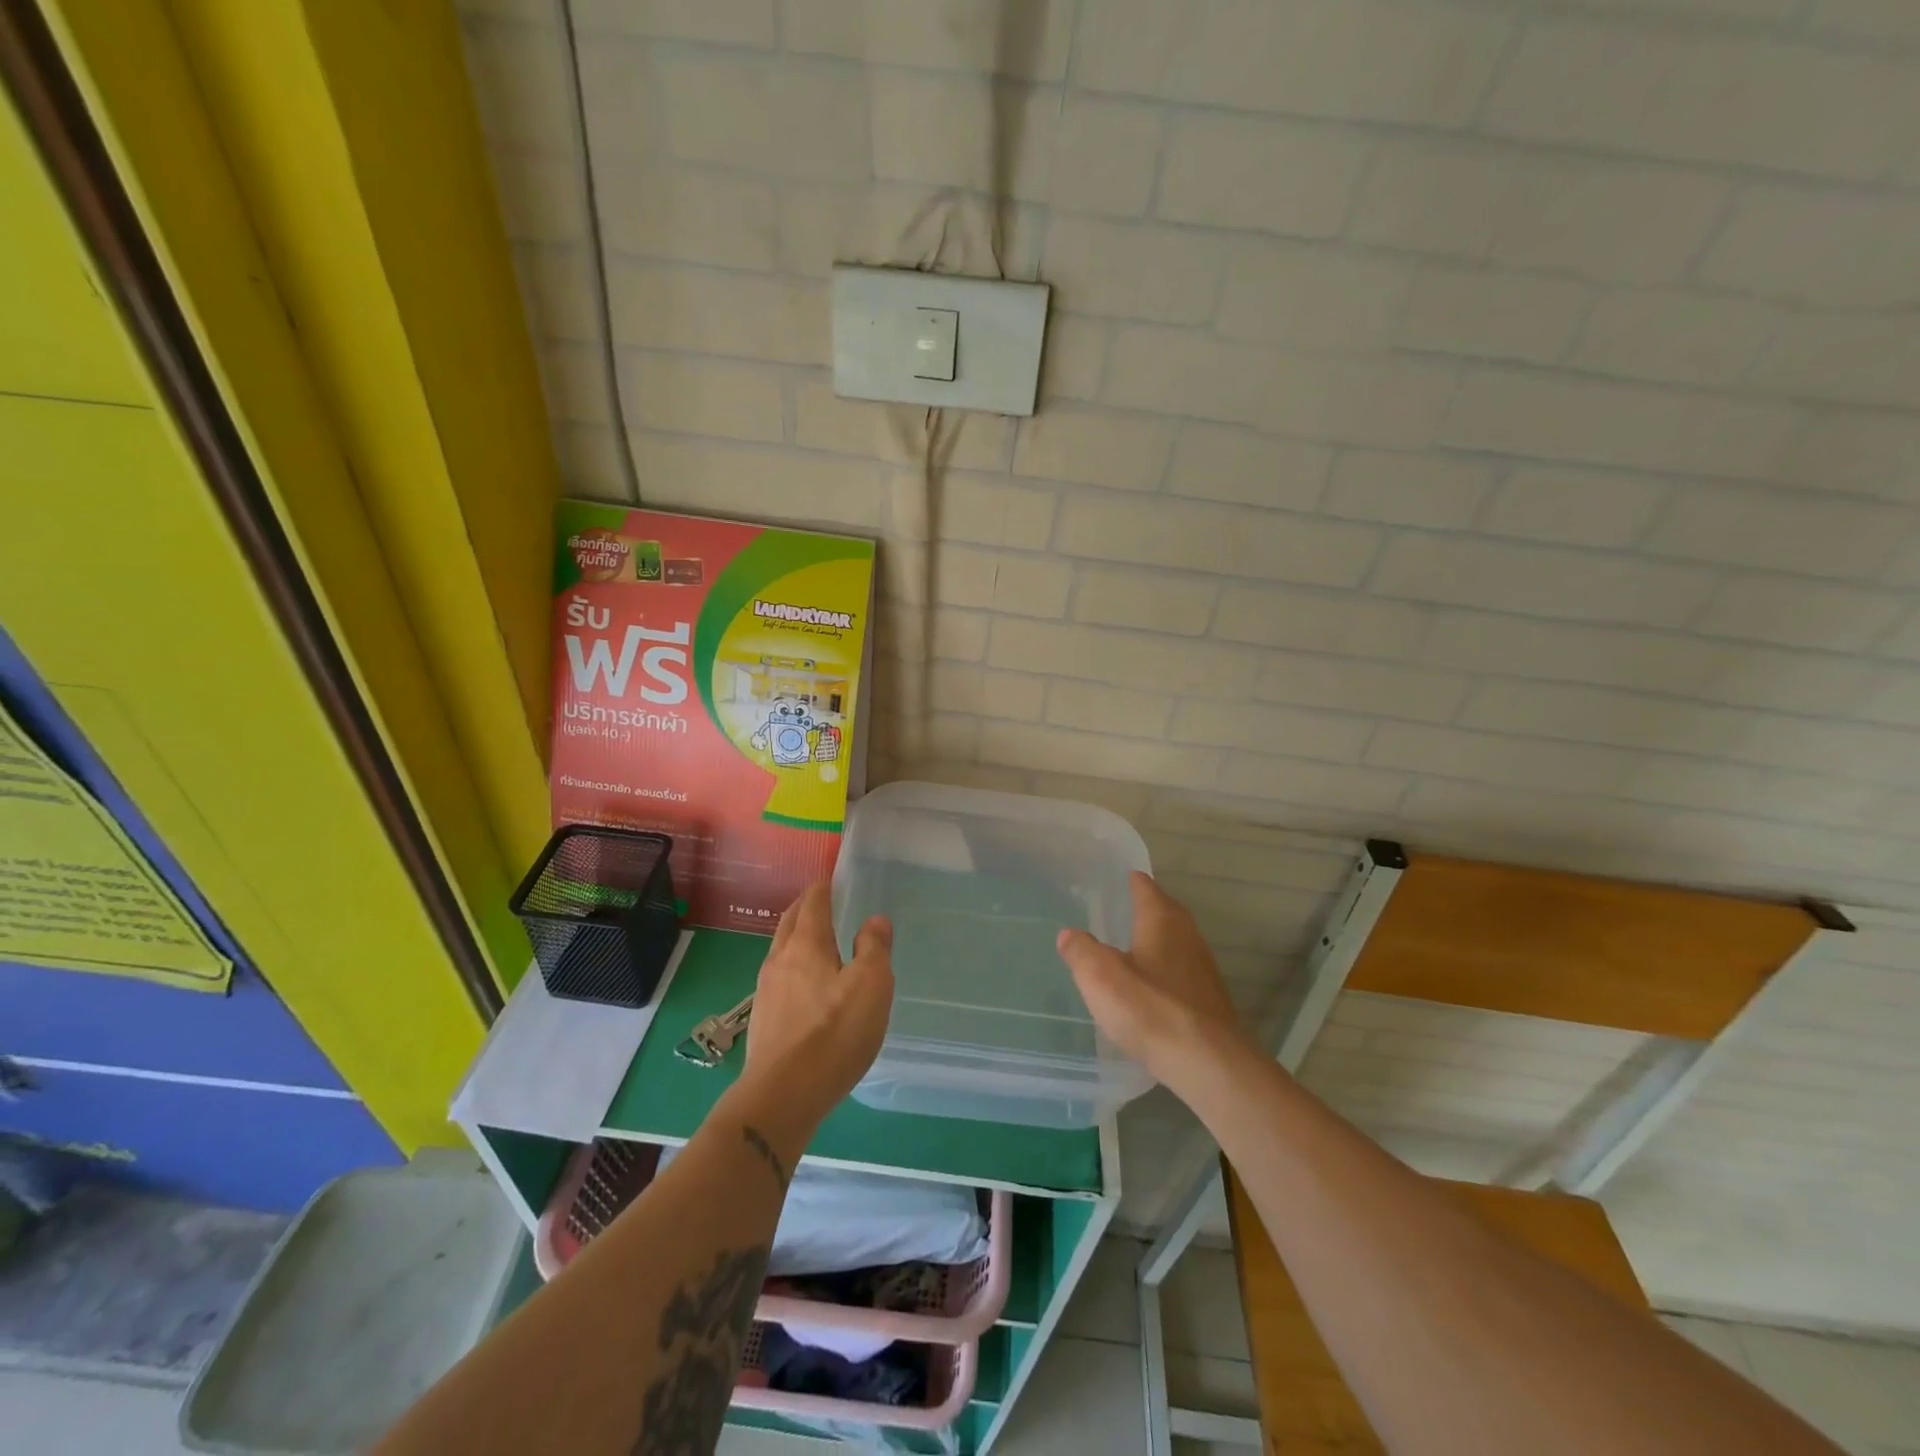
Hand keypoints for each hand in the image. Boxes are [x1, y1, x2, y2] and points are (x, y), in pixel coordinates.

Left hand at [742, 883, 893, 1115]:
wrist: (782, 1095)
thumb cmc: (834, 1033)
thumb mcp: (871, 985)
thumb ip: (874, 948)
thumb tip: (875, 920)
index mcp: (806, 944)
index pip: (813, 902)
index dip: (823, 887)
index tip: (833, 879)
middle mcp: (780, 959)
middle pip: (790, 921)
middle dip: (806, 907)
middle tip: (824, 902)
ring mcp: (766, 990)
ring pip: (782, 950)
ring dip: (798, 937)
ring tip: (818, 942)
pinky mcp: (762, 1019)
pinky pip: (780, 978)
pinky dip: (794, 967)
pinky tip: (807, 986)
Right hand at [1056, 872, 1246, 1083]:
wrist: (1209, 1064)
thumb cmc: (1151, 1009)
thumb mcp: (1100, 977)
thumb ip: (1081, 950)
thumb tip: (1069, 934)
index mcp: (1161, 919)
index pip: (1144, 886)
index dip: (1129, 880)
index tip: (1112, 878)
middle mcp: (1187, 934)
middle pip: (1163, 911)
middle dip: (1142, 908)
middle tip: (1115, 911)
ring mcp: (1202, 968)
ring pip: (1173, 942)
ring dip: (1153, 941)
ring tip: (1126, 949)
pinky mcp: (1208, 999)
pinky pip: (1179, 971)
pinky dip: (1162, 970)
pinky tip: (1147, 989)